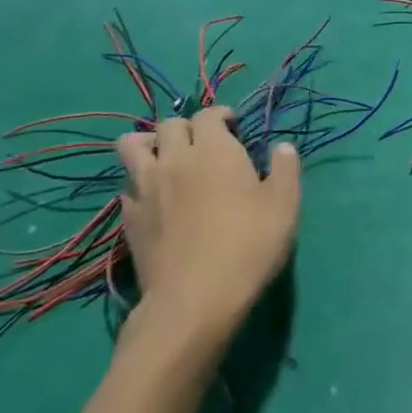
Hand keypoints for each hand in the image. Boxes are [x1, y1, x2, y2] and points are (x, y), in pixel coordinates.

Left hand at [115, 107, 300, 355]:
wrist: (195, 298)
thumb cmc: (249, 244)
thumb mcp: (285, 205)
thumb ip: (285, 169)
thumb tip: (282, 147)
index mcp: (214, 149)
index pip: (208, 114)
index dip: (221, 115)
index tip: (234, 127)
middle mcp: (174, 158)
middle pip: (168, 124)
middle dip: (187, 127)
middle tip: (205, 145)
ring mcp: (145, 187)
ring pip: (131, 145)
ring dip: (149, 143)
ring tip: (166, 158)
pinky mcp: (128, 217)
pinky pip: (127, 184)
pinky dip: (139, 181)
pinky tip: (156, 198)